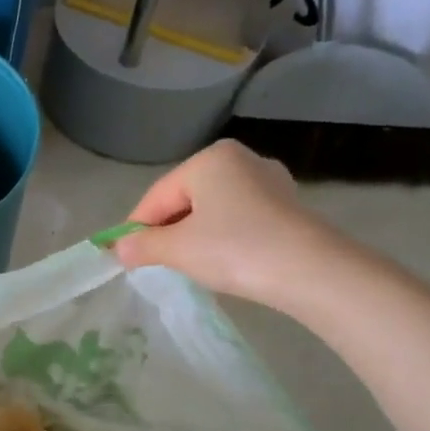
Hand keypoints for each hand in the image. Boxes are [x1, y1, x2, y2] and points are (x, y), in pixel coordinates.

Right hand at [114, 143, 356, 310]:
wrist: (310, 271)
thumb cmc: (234, 249)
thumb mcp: (177, 249)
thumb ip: (142, 245)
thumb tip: (119, 248)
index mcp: (209, 159)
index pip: (157, 195)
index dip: (136, 227)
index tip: (123, 256)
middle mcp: (240, 159)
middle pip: (185, 198)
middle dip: (167, 230)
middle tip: (155, 263)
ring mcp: (269, 181)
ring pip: (213, 208)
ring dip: (194, 234)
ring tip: (190, 265)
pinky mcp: (288, 205)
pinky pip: (239, 218)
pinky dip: (223, 236)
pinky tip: (224, 260)